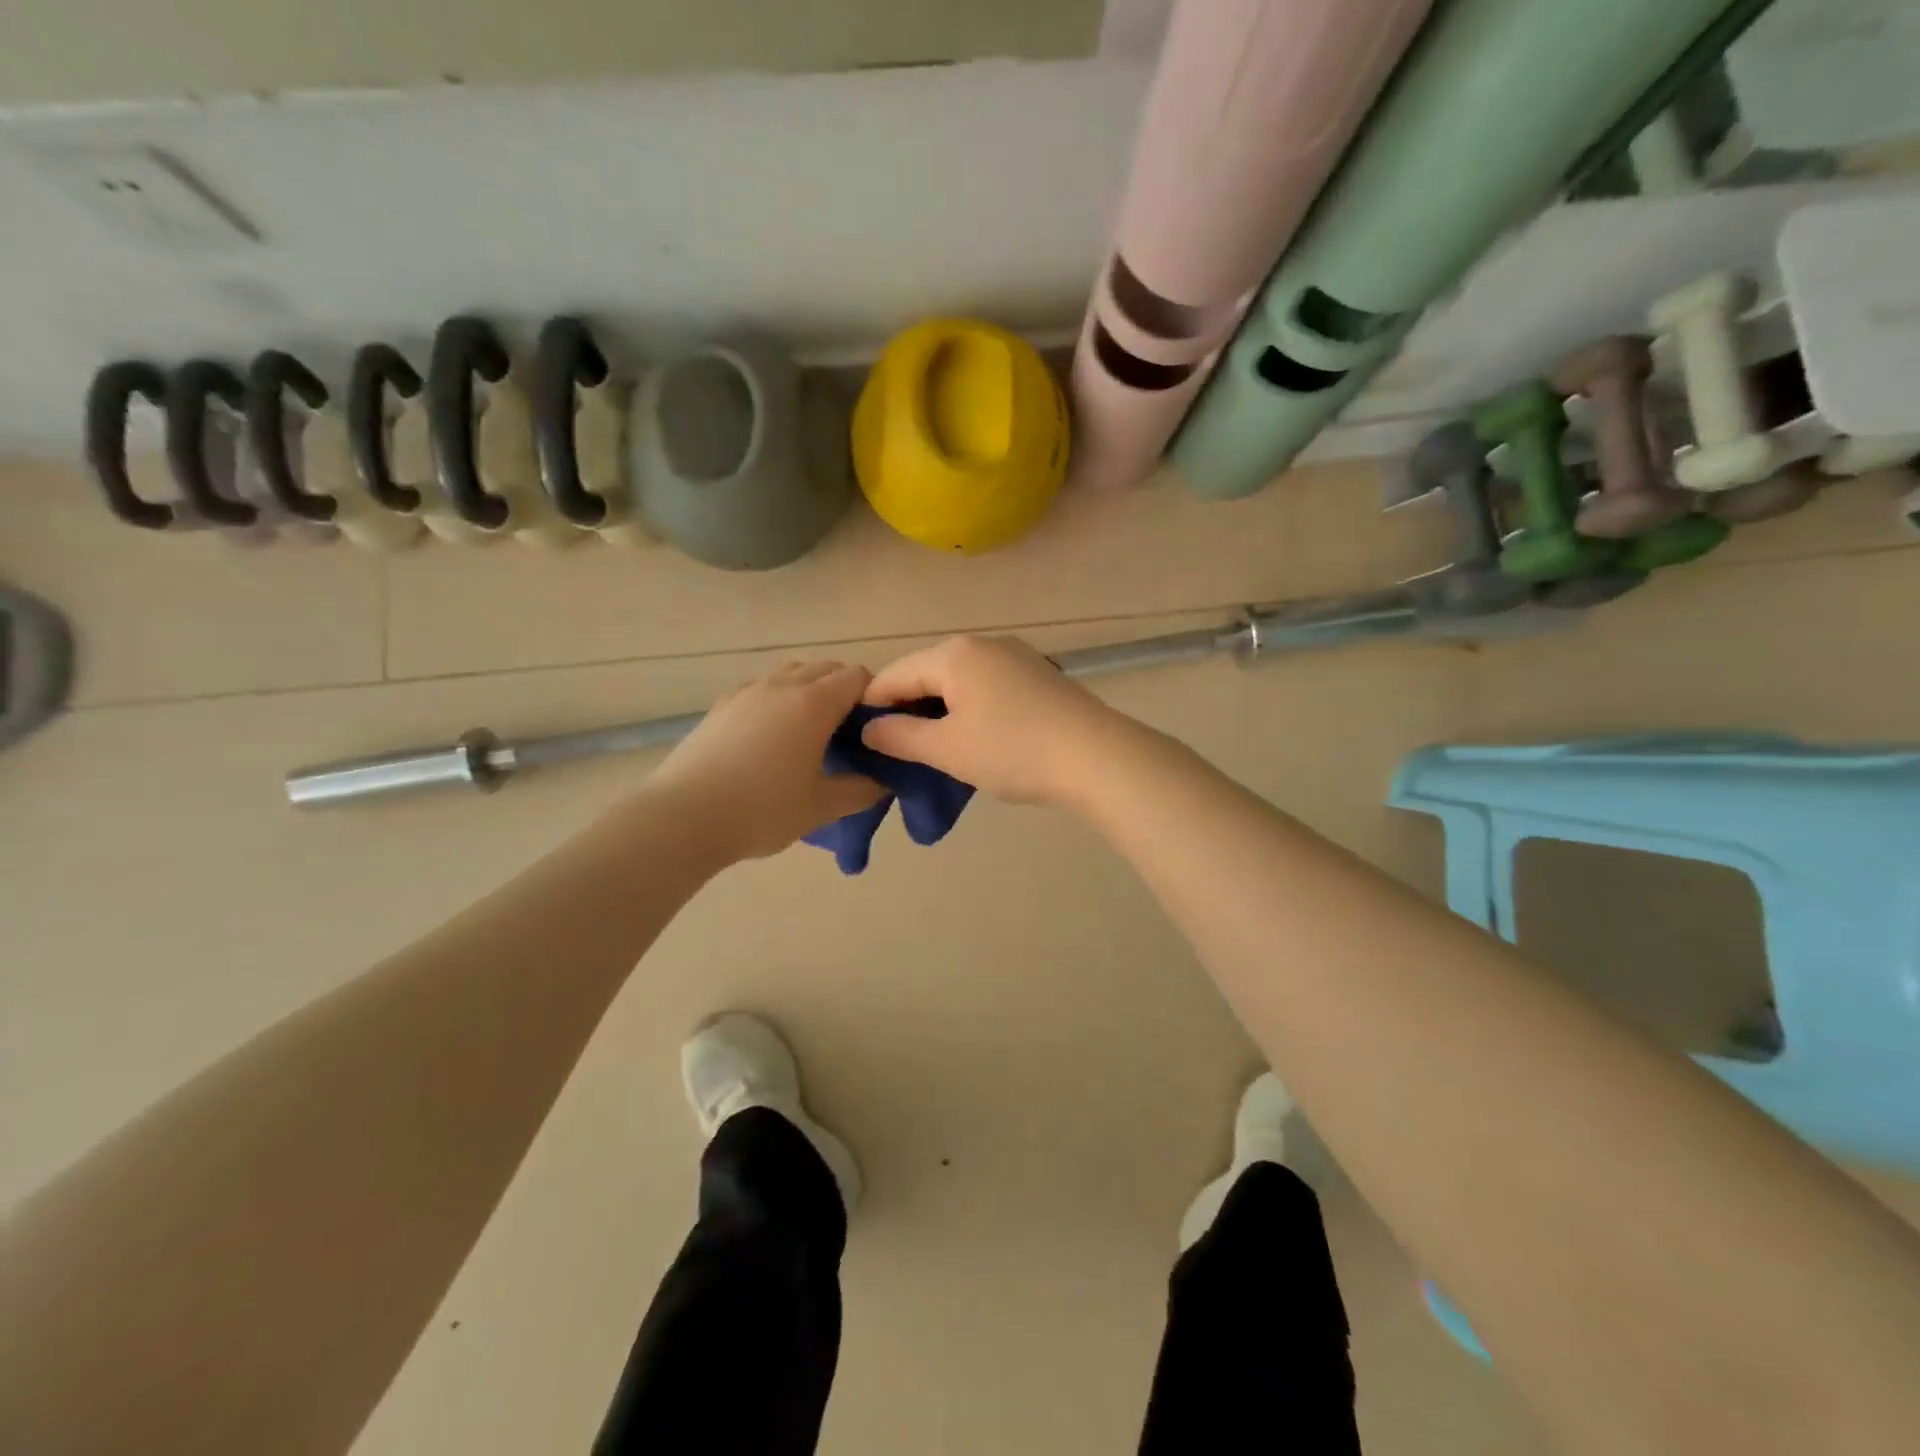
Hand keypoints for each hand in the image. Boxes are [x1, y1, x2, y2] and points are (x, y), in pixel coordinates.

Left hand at [648, 661, 885, 861]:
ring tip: (812, 732)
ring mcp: (747, 691)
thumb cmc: (762, 810)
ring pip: (791, 673)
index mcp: (814, 703)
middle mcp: (782, 685)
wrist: (683, 817)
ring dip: (811, 690)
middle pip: (826, 668)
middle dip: (845, 690)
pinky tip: (772, 737)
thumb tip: (884, 781)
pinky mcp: (721, 705)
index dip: (874, 696)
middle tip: (850, 732)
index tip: (877, 728)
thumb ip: (861, 790)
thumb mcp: (821, 807)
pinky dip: (779, 699)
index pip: (858, 677)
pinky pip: (763, 688)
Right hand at [860, 635, 1134, 808]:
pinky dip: (970, 709)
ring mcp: (1015, 656)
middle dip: (907, 709)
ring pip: (958, 681)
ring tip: (934, 750)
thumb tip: (869, 729)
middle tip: (897, 751)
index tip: (860, 741)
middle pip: (926, 673)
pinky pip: (987, 687)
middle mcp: (982, 644)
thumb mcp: (947, 749)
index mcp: (953, 654)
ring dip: (939, 711)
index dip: (871, 707)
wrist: (1096, 757)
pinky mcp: (1038, 675)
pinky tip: (976, 738)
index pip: (893, 675)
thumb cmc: (1012, 750)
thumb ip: (899, 737)